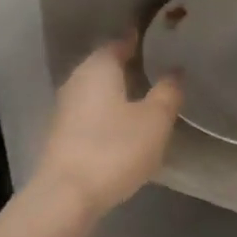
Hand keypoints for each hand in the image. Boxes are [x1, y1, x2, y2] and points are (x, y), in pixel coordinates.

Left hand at [33, 33, 182, 217]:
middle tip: (156, 69)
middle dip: (128, 66)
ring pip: (96, 91)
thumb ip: (167, 92)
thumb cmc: (115, 149)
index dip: (138, 41)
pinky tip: (124, 126)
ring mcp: (65, 109)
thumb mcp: (155, 120)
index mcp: (99, 67)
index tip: (158, 42)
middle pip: (104, 66)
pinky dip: (108, 113)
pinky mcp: (62, 135)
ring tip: (146, 98)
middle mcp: (77, 81)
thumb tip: (174, 72)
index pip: (119, 43)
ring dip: (117, 92)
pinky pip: (91, 113)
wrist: (67, 195)